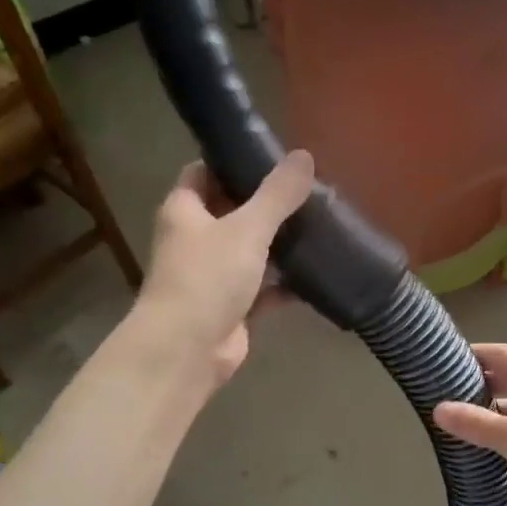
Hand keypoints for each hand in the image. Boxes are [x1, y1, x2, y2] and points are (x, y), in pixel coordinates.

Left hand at [133, 151, 314, 383]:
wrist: (187, 350)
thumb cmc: (207, 277)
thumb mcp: (247, 228)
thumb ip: (277, 194)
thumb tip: (304, 155)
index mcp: (185, 211)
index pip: (204, 172)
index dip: (233, 162)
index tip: (272, 157)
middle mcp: (194, 240)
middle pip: (232, 211)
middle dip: (266, 204)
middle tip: (308, 191)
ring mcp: (213, 276)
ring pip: (250, 251)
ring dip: (279, 244)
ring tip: (321, 225)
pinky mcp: (232, 308)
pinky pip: (264, 288)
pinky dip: (286, 283)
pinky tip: (317, 273)